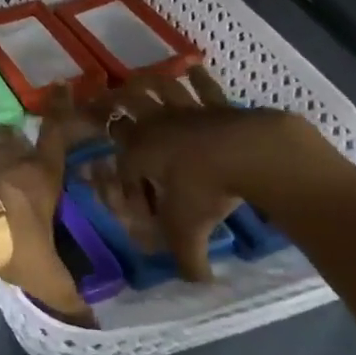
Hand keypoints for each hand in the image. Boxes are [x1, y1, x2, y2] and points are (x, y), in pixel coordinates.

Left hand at [0, 83, 92, 323]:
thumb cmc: (10, 248)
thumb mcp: (45, 278)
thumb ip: (69, 298)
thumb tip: (92, 326)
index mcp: (40, 176)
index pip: (56, 139)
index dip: (62, 114)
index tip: (63, 88)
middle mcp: (9, 154)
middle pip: (17, 140)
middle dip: (18, 147)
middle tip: (15, 161)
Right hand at [103, 66, 333, 282]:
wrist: (254, 154)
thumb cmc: (210, 189)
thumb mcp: (191, 230)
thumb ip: (188, 259)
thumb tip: (196, 284)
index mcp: (142, 153)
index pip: (122, 161)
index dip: (123, 179)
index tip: (131, 195)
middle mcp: (157, 127)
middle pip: (126, 105)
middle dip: (110, 103)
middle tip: (101, 99)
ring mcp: (187, 110)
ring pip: (158, 87)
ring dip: (146, 82)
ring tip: (137, 79)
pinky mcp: (218, 104)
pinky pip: (203, 87)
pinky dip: (197, 78)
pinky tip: (193, 70)